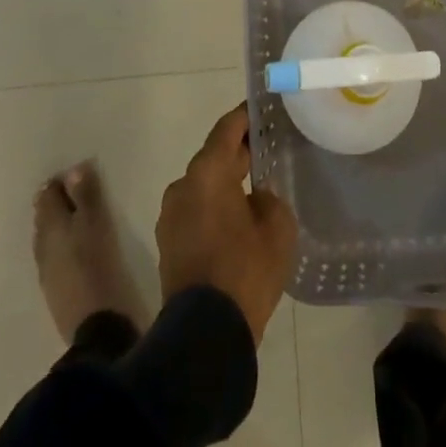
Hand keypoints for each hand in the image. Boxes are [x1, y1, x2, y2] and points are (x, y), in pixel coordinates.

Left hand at [156, 103, 297, 342]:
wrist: (204, 336)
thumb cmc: (245, 271)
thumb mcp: (277, 227)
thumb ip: (269, 198)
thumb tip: (256, 197)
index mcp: (208, 172)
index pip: (228, 128)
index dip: (246, 117)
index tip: (263, 110)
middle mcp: (183, 185)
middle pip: (214, 157)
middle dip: (239, 153)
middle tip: (267, 151)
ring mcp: (171, 216)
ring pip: (203, 187)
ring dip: (224, 185)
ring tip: (253, 191)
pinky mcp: (168, 244)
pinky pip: (195, 212)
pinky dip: (213, 209)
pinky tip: (235, 224)